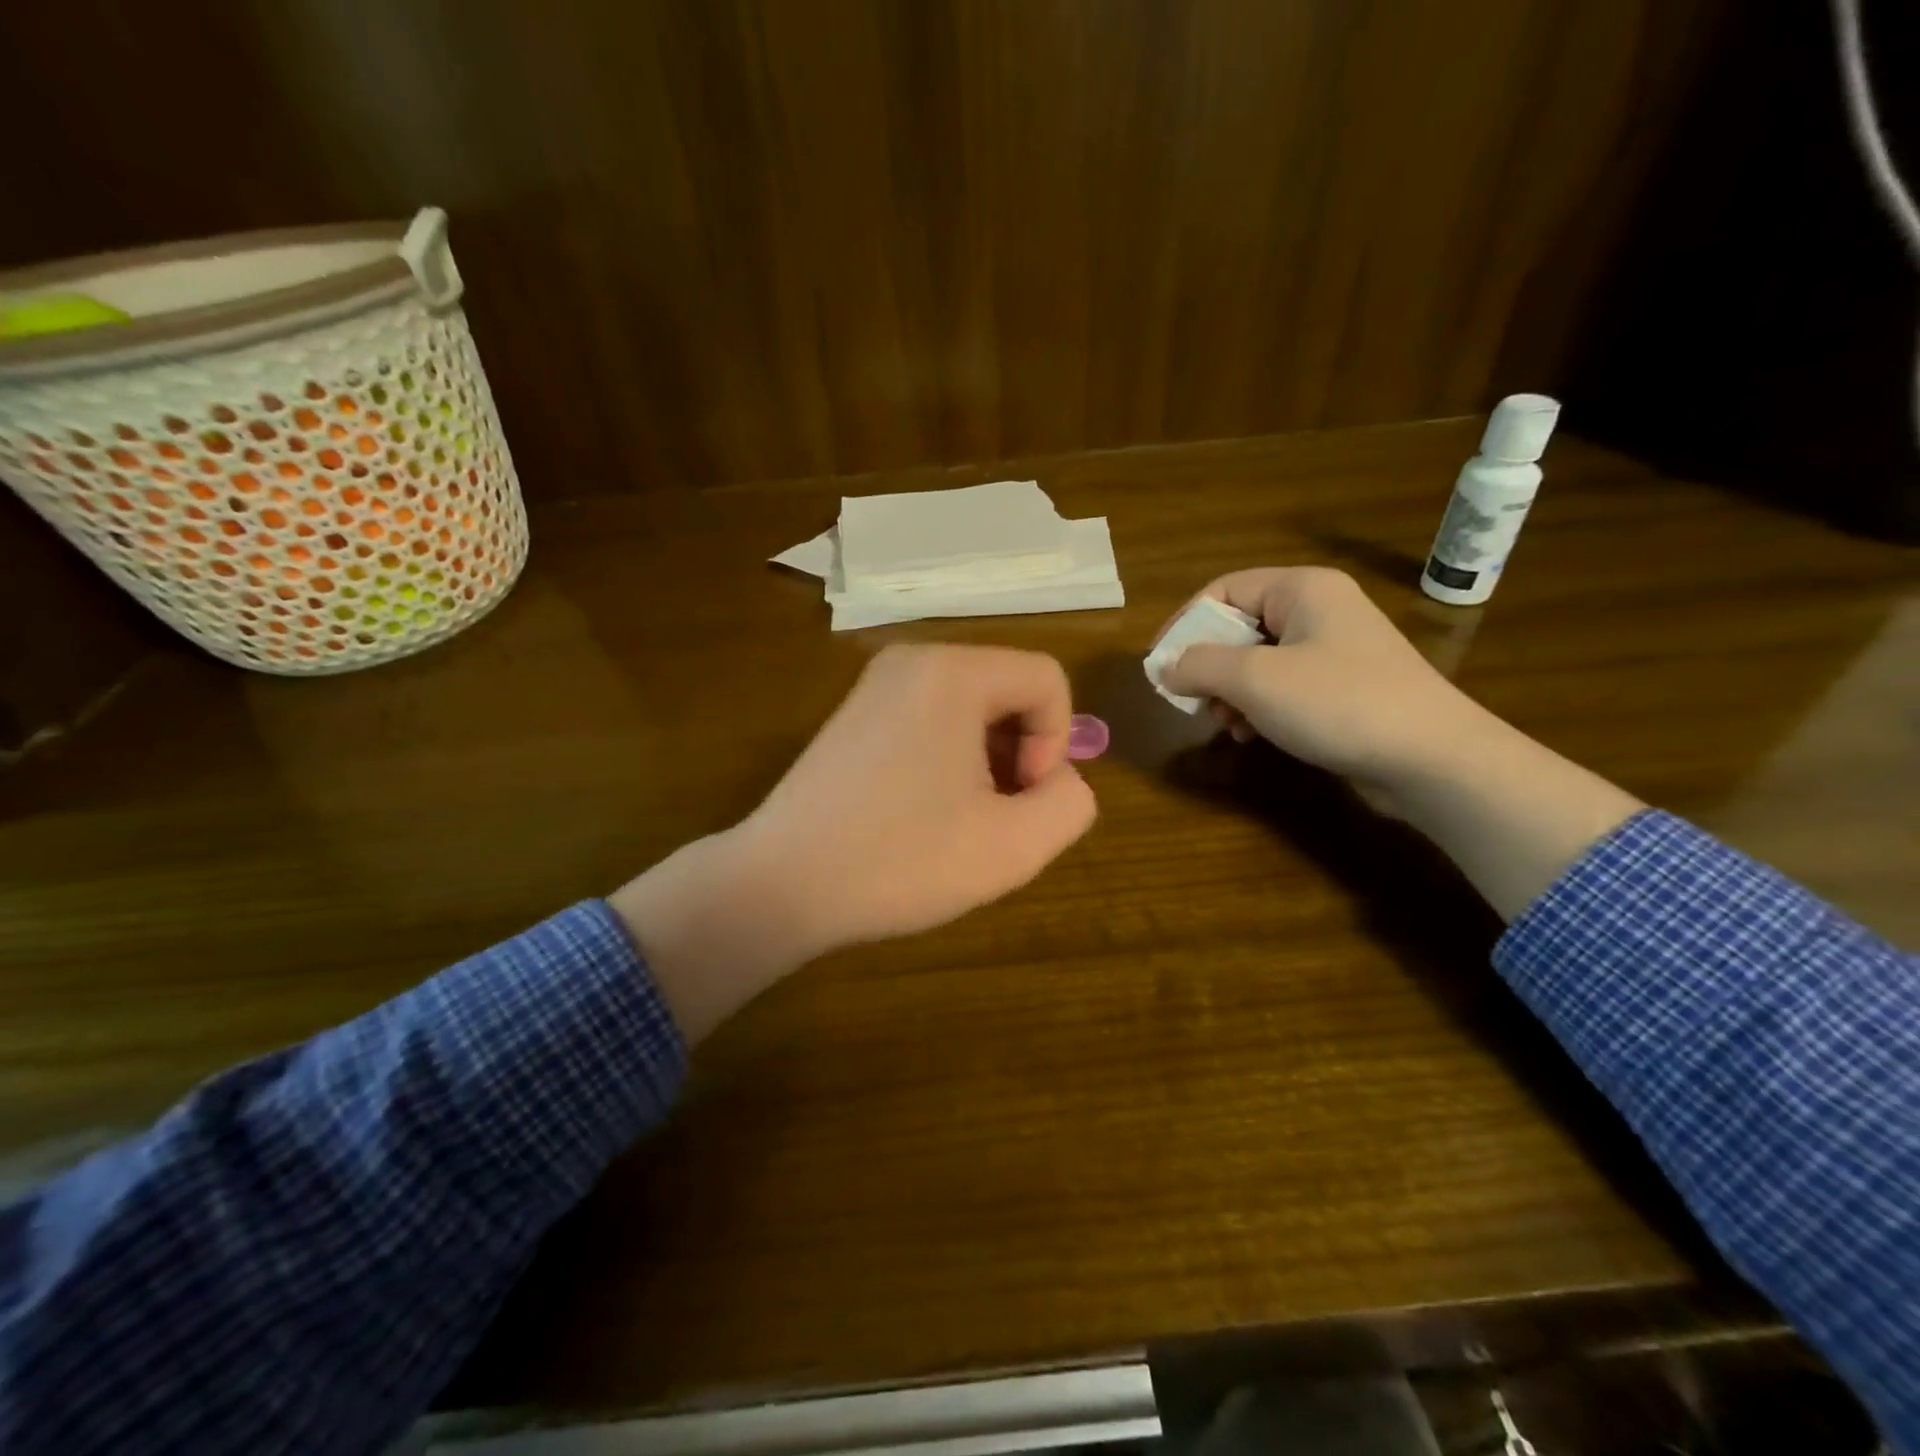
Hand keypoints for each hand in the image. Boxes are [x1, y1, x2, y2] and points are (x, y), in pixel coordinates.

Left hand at [611, 644, 1095, 1040]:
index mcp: (952, 672)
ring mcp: (875, 684)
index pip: (1047, 680)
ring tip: (961, 821)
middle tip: (996, 817)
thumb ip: (1070, 804)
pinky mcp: (853, 714)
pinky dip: (948, 758)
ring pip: (971, 708)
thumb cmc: (900, 861)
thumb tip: (1057, 779)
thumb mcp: (1013, 846)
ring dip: (986, 761)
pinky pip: (930, 719)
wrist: (780, 884)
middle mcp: (912, 659)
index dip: (1056, 744)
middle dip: (1021, 753)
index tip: (1020, 800)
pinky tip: (924, 813)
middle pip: (1008, 689)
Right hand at [1158, 565, 1640, 919]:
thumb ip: (1200, 666)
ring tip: (1225, 724)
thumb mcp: (1255, 679)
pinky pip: (1283, 687)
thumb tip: (1166, 669)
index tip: (1159, 665)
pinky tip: (1251, 735)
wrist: (1431, 758)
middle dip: (1208, 666)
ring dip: (1230, 693)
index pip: (1223, 590)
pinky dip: (1258, 708)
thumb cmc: (1338, 702)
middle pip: (1239, 627)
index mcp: (1302, 589)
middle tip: (1192, 701)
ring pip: (1258, 662)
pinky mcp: (1343, 689)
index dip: (1184, 623)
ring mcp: (1334, 651)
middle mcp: (1319, 611)